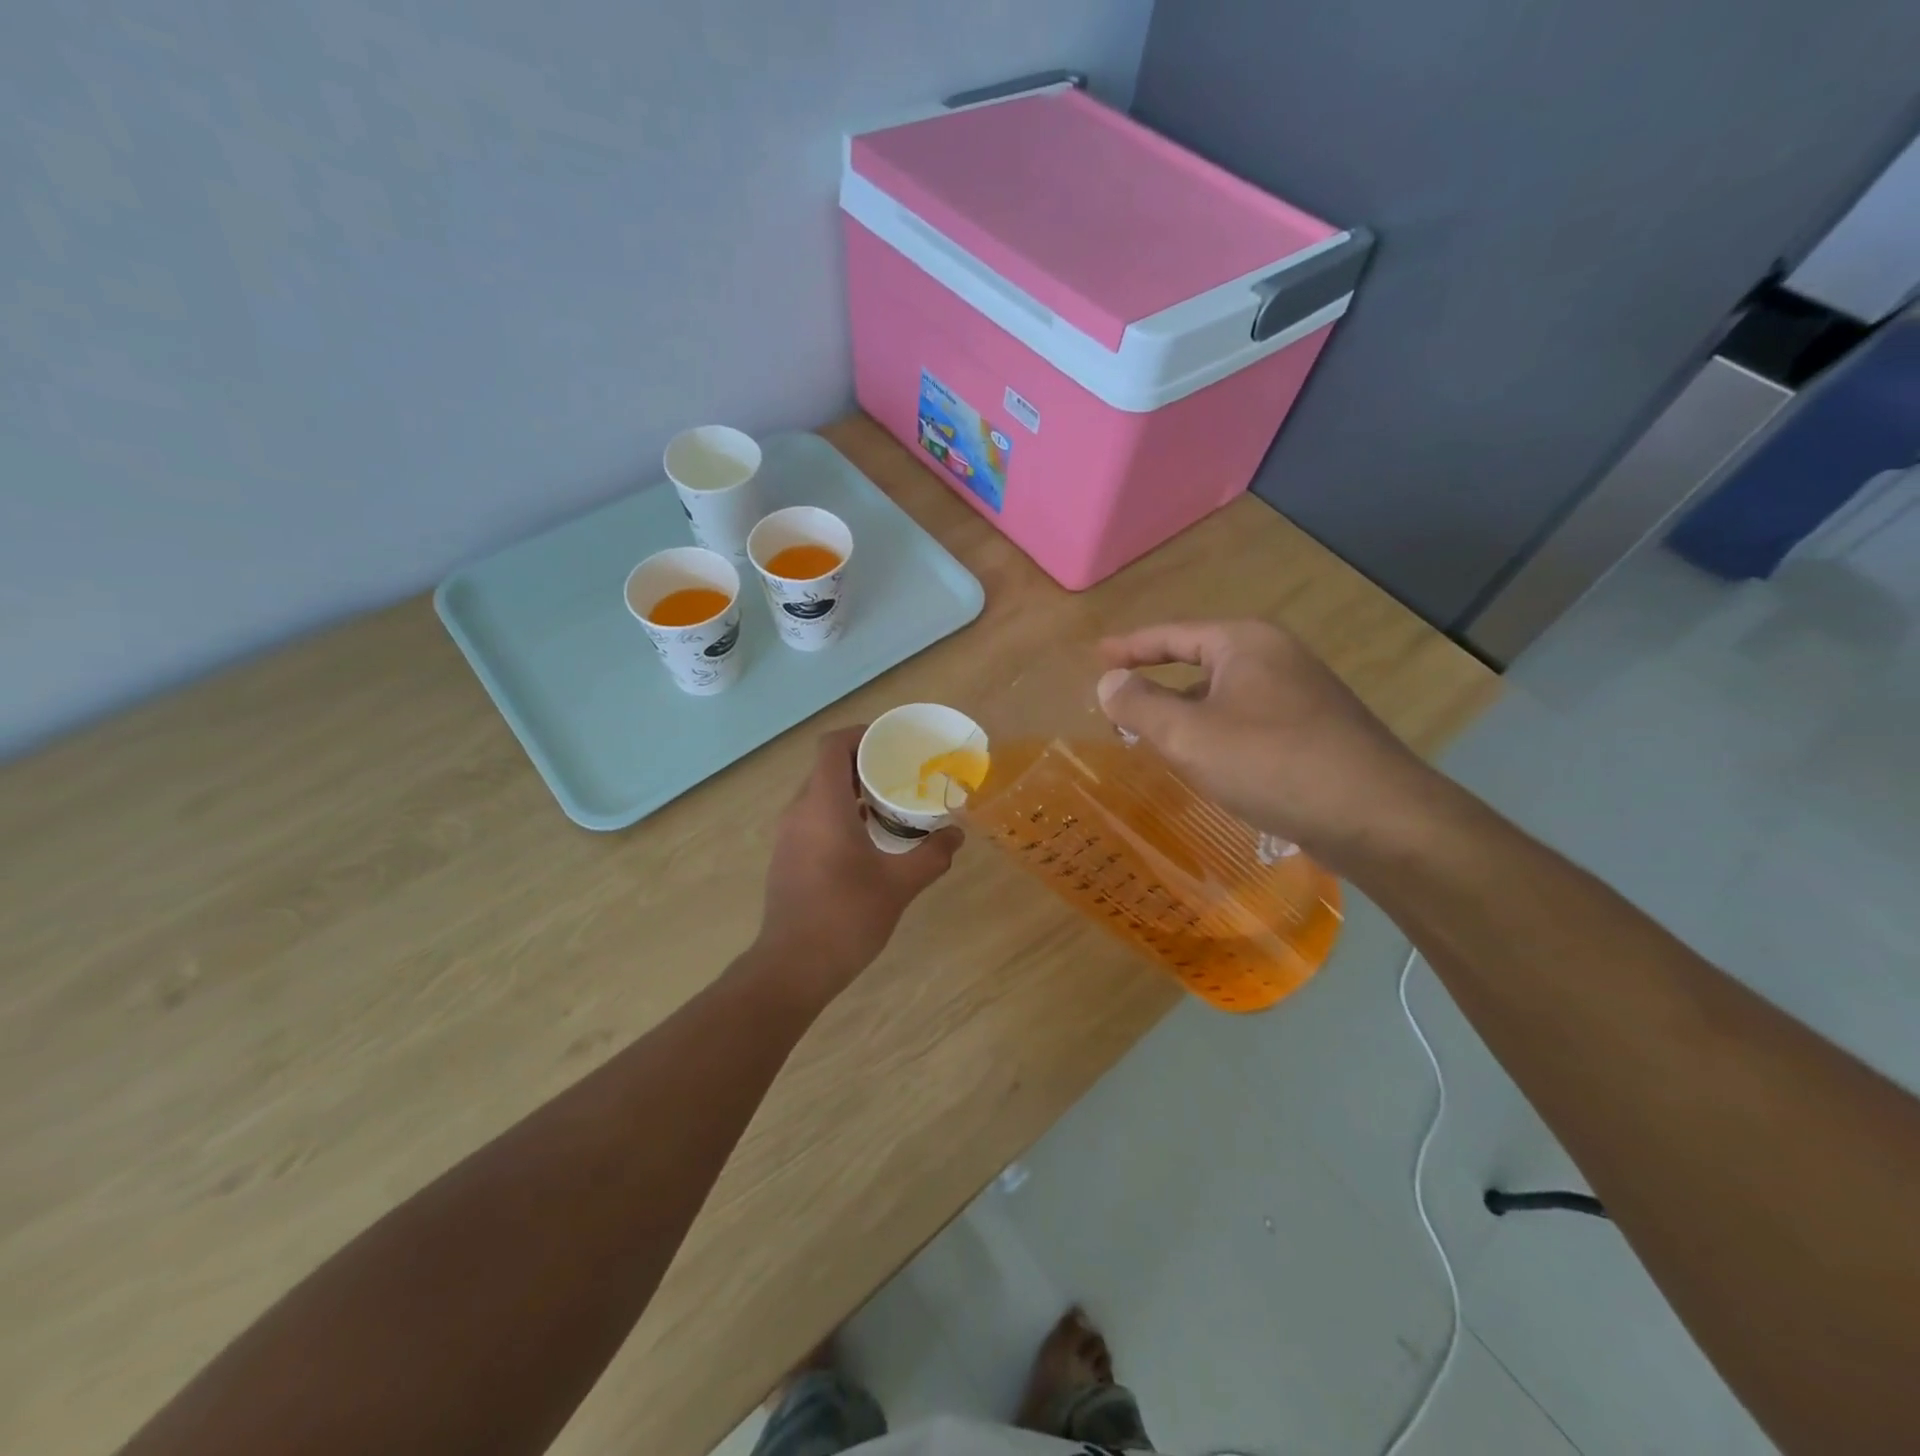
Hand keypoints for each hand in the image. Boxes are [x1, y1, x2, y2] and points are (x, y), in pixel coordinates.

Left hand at [755, 727, 962, 996]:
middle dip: (864, 763)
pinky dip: (840, 814)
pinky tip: (868, 840)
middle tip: (901, 774)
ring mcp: (788, 835)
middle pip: (827, 767)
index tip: (892, 743)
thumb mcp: (899, 884)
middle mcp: (799, 811)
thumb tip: (956, 835)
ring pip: (819, 794)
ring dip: (852, 791)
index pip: (832, 745)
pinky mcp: (787, 857)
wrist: (793, 967)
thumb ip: (932, 855)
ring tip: (890, 805)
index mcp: (823, 805)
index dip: (861, 734)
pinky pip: (813, 817)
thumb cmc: (846, 916)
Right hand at [1096, 620, 1441, 863]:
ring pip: (1225, 696)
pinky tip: (1209, 765)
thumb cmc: (1271, 763)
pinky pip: (1248, 721)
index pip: (1173, 634)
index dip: (1130, 646)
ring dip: (1188, 714)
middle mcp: (1277, 657)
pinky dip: (1217, 735)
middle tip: (1120, 706)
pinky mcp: (1316, 730)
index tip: (1097, 656)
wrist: (1376, 817)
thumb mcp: (1188, 735)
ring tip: (1156, 740)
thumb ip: (1139, 704)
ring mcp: (1302, 694)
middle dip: (1158, 684)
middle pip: (1200, 662)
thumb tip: (1108, 682)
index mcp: (1245, 643)